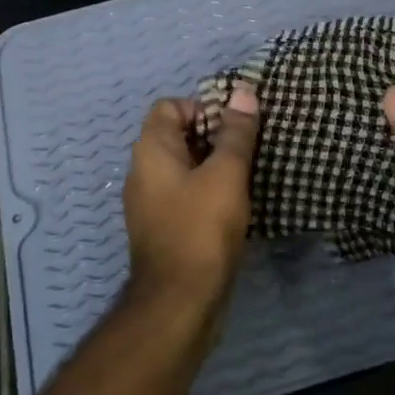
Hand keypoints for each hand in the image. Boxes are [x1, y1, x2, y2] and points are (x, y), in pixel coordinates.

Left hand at [122, 83, 258, 314]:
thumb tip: (243, 92)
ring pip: (186, 168)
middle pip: (179, 135)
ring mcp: (152, 203)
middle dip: (215, 136)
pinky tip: (238, 204)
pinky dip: (210, 192)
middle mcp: (144, 172)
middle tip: (251, 147)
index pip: (171, 106)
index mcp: (151, 151)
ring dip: (216, 166)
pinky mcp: (165, 228)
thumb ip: (235, 132)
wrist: (180, 302)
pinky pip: (187, 195)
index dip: (204, 107)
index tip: (236, 126)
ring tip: (250, 173)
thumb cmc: (201, 228)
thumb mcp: (226, 174)